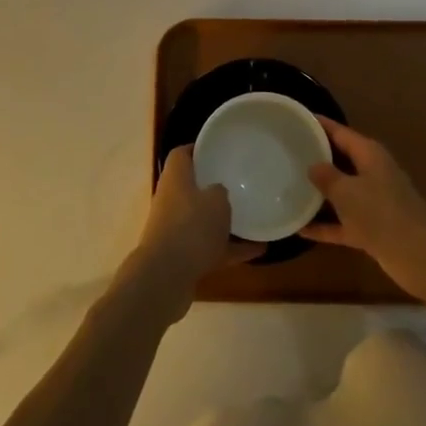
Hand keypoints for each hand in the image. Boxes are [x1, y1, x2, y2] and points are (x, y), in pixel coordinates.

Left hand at [128, 147, 258, 320]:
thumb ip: (220, 192)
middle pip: (192, 187)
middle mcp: (171, 201)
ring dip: (224, 221)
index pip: (182, 154)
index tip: (219, 149)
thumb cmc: (192, 227)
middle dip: (213, 187)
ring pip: (202, 220)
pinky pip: (211, 247)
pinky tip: (259, 249)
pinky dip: (231, 248)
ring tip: (253, 218)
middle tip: (239, 182)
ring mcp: (175, 230)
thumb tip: (218, 192)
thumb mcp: (217, 200)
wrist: (166, 277)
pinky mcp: (183, 257)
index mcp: (175, 179)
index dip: (198, 149)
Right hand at [301, 118, 425, 303]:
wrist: (421, 257)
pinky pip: (341, 222)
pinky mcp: (371, 229)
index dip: (318, 125)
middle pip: (340, 160)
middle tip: (284, 153)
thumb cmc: (382, 213)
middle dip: (315, 158)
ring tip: (286, 187)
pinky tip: (298, 228)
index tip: (295, 119)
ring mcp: (372, 203)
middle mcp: (371, 174)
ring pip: (340, 193)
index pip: (340, 132)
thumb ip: (327, 177)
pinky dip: (324, 225)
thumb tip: (313, 165)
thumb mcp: (348, 192)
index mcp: (369, 155)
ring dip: (318, 194)